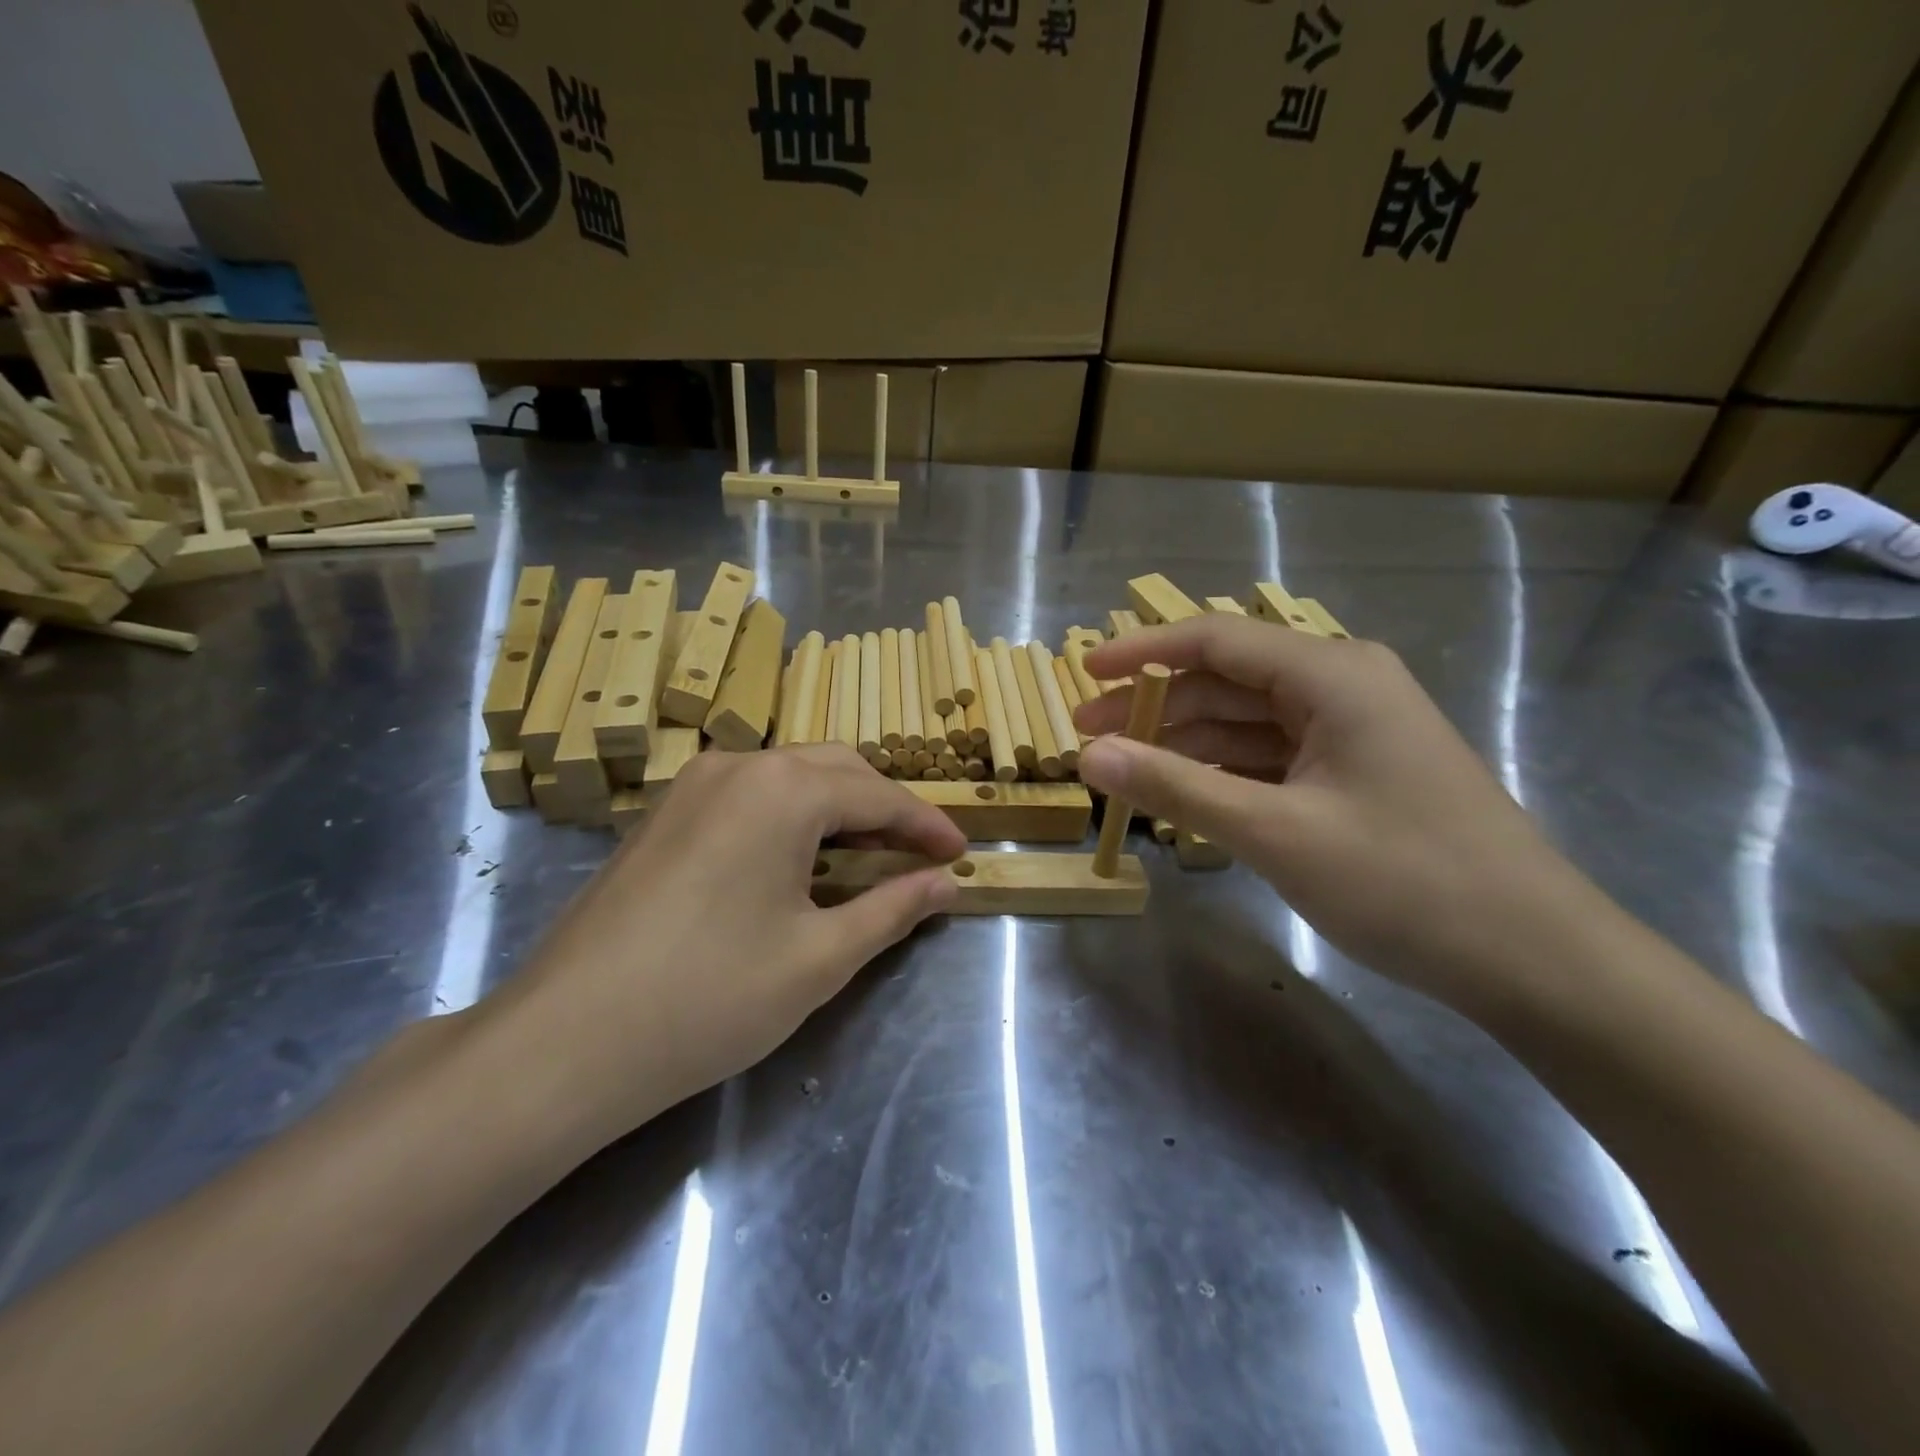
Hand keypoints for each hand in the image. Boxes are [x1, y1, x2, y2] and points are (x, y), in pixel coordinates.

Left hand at [480, 745, 964, 1137]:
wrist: (564, 1042)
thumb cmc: (709, 998)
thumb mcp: (820, 958)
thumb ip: (893, 909)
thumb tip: (946, 884)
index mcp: (783, 789)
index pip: (879, 795)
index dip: (927, 826)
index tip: (961, 855)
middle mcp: (737, 766)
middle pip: (836, 769)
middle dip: (885, 808)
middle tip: (917, 857)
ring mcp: (692, 785)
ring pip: (790, 776)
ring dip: (838, 808)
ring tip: (867, 858)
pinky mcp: (664, 813)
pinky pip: (749, 794)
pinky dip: (791, 815)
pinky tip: (798, 861)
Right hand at [1073, 616, 1612, 1012]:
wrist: (1534, 959)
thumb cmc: (1405, 881)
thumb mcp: (1274, 832)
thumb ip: (1175, 786)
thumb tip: (1090, 756)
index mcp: (1331, 674)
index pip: (1214, 640)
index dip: (1140, 652)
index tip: (1082, 671)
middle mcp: (1343, 686)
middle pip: (1227, 680)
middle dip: (1155, 706)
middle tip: (1088, 738)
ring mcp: (1353, 732)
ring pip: (1247, 721)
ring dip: (1185, 741)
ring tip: (1124, 769)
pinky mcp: (1357, 773)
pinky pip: (1272, 757)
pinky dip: (1224, 771)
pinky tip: (1185, 793)